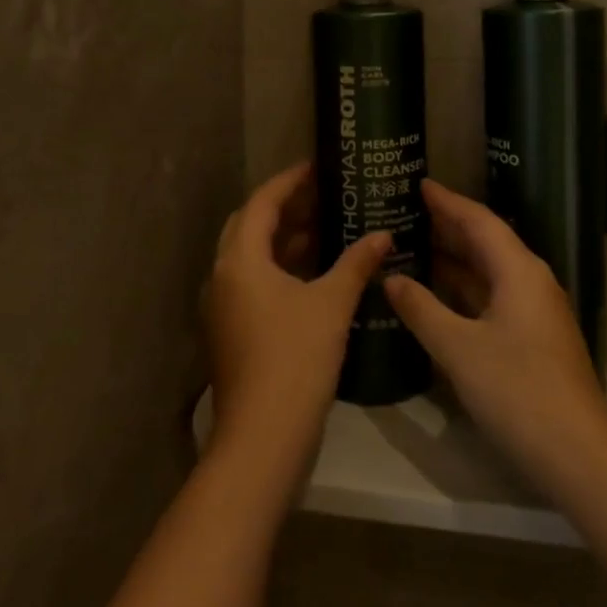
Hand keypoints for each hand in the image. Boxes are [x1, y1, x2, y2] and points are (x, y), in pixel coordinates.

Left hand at [205, 162, 390, 495]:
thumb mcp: (331, 305)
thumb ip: (356, 263)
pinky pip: (253, 283)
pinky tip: (314, 274)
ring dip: (283, 240)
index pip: (262, 202)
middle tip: (323, 196)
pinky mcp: (231, 331)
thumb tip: (384, 234)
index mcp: (240, 260)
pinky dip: (280, 269)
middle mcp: (222, 276)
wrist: (262, 440)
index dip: (290, 180)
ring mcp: (222, 307)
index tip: (318, 166)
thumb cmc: (295, 359)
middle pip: (251, 226)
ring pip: (251, 257)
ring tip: (325, 228)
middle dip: (285, 208)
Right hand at [384, 180, 606, 497]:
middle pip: (486, 242)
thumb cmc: (517, 390)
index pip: (479, 221)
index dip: (447, 202)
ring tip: (413, 248)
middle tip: (407, 212)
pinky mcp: (533, 340)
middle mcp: (530, 281)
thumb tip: (391, 279)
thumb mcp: (459, 349)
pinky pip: (493, 298)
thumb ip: (421, 309)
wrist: (579, 456)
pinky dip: (464, 290)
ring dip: (454, 260)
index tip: (418, 183)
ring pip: (489, 273)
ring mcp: (535, 312)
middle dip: (448, 227)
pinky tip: (438, 297)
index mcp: (519, 270)